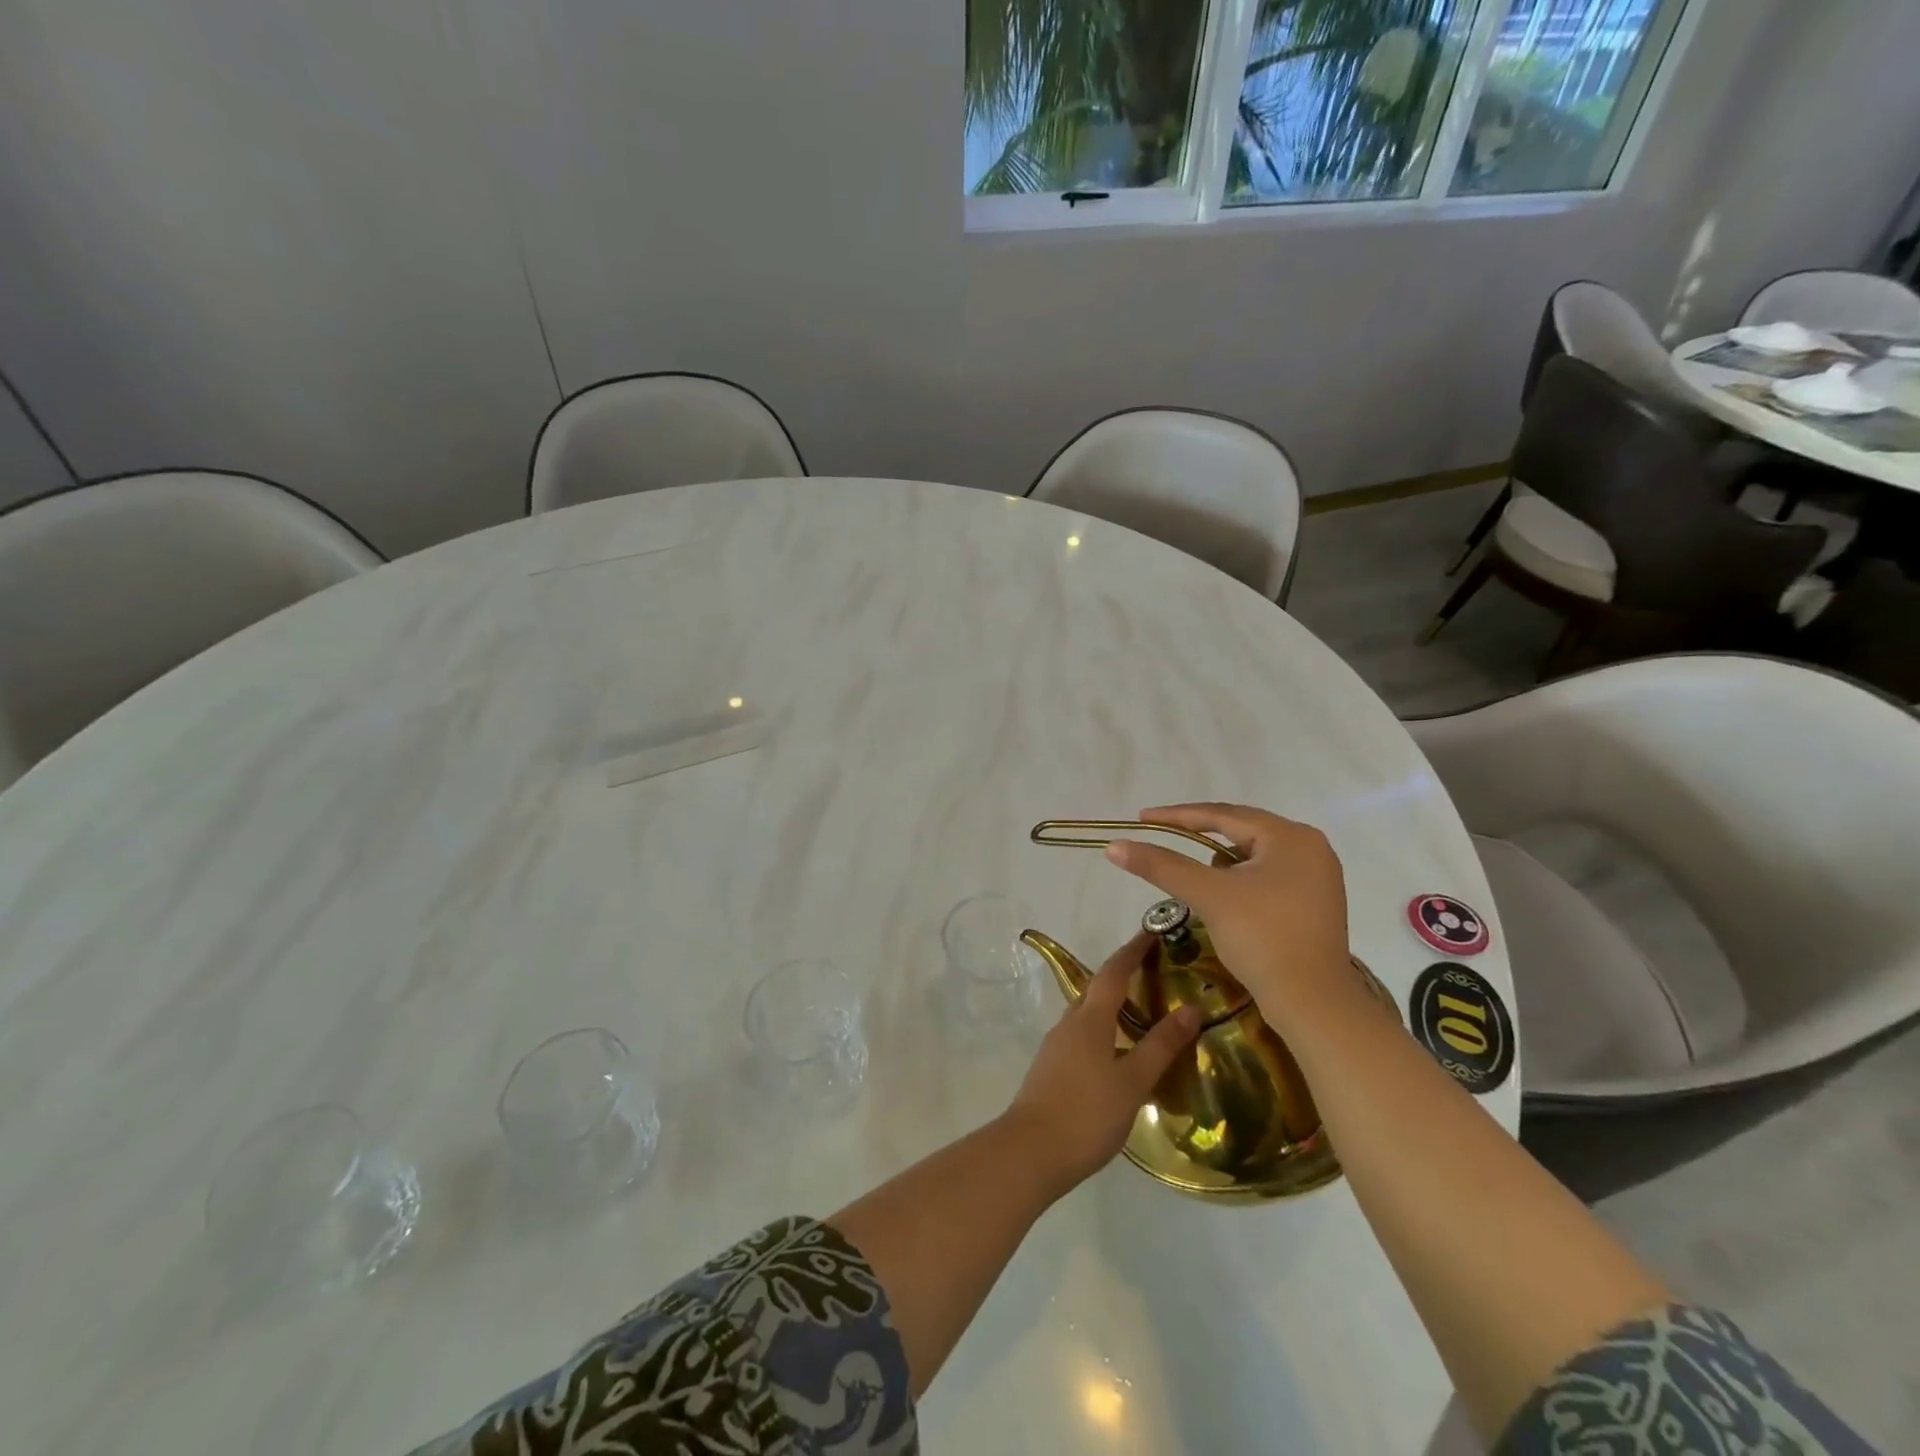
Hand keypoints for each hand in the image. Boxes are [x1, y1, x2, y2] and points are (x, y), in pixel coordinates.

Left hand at [1003, 933, 1201, 1193]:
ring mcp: (1056, 1046)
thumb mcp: (1132, 1082)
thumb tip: (1191, 1009)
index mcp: (1089, 1019)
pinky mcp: (1051, 1068)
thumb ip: (1160, 1046)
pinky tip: (1118, 1054)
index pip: (1113, 973)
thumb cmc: (1087, 1113)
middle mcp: (1069, 1023)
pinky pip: (1081, 1036)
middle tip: (1154, 974)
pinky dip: (1103, 1032)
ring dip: (1112, 1007)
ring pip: (1088, 1015)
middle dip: (1123, 977)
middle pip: (1097, 990)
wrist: (1031, 1151)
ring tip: (1142, 1015)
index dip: (1132, 951)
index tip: (1151, 933)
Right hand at [1104, 803, 1356, 1030]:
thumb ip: (1161, 866)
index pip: (1224, 815)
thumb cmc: (1262, 938)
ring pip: (1253, 855)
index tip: (1143, 817)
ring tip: (1196, 878)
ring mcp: (1317, 876)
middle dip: (1200, 836)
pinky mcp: (1314, 903)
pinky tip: (1225, 899)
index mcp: (1291, 836)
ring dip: (1221, 862)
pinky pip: (1266, 876)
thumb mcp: (1208, 895)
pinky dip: (1240, 881)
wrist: (1313, 1004)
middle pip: (1241, 831)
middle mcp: (1310, 847)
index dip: (1179, 815)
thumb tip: (1115, 846)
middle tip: (1162, 838)